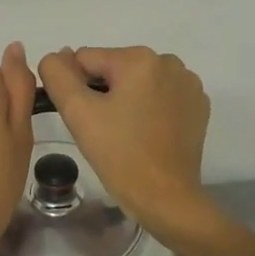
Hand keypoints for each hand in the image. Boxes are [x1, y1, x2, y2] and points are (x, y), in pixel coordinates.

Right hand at [36, 46, 221, 247]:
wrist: (166, 199)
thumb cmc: (120, 155)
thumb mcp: (78, 112)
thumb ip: (57, 75)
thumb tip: (56, 56)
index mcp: (139, 58)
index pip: (86, 59)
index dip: (77, 89)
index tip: (86, 119)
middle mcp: (168, 61)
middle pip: (114, 68)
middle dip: (103, 93)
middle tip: (103, 130)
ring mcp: (188, 84)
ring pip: (137, 82)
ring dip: (126, 100)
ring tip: (125, 134)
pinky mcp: (198, 106)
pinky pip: (161, 95)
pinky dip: (150, 109)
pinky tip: (147, 135)